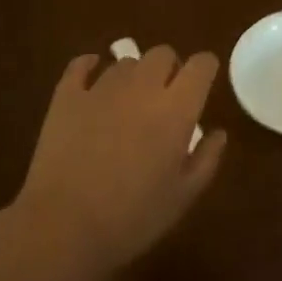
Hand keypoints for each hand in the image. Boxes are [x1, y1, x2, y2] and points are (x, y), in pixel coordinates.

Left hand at [14, 46, 226, 279]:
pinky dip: (90, 67)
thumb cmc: (132, 217)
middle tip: (166, 96)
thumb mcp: (182, 196)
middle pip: (162, 53)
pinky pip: (81, 66)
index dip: (206, 68)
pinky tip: (91, 79)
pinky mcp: (66, 96)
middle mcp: (142, 87)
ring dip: (134, 75)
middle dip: (170, 67)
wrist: (63, 227)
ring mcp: (101, 88)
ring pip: (125, 62)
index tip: (204, 82)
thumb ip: (206, 159)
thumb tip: (218, 133)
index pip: (201, 65)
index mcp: (176, 108)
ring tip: (128, 101)